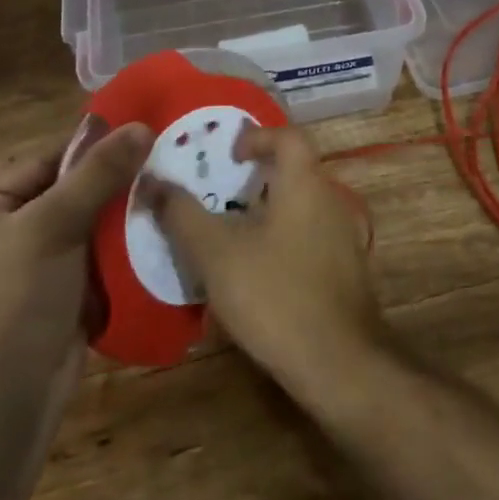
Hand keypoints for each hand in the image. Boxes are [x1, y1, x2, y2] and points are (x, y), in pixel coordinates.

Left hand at [0, 121, 150, 401]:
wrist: (11, 401)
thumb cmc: (17, 301)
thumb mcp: (54, 226)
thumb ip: (97, 174)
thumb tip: (141, 127)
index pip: (45, 160)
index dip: (91, 146)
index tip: (141, 132)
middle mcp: (6, 232)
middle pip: (69, 188)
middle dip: (113, 178)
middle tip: (162, 159)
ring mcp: (36, 264)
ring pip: (89, 220)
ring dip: (123, 210)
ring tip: (168, 189)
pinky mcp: (63, 290)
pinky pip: (98, 252)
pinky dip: (124, 242)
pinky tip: (159, 228)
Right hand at [147, 126, 384, 393]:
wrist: (340, 363)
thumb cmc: (276, 295)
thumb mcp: (217, 254)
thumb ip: (183, 214)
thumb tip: (152, 180)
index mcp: (305, 183)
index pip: (288, 136)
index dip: (257, 136)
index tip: (229, 155)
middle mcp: (331, 200)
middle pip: (294, 172)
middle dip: (256, 179)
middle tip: (219, 197)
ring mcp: (344, 237)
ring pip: (302, 208)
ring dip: (268, 213)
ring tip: (231, 237)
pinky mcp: (347, 271)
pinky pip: (310, 239)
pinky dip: (283, 242)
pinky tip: (258, 275)